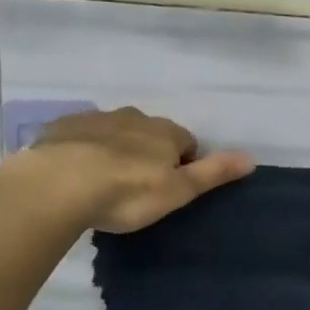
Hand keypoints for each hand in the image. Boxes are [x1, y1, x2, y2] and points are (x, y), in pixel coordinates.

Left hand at [21, 106, 253, 232]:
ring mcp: (96, 118)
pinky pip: (82, 136)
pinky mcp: (63, 127)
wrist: (58, 184)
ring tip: (104, 184)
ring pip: (116, 132)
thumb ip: (213, 174)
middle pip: (150, 134)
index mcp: (164, 132)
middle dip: (148, 154)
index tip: (169, 190)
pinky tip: (75, 175)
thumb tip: (251, 158)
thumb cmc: (127, 192)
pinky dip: (85, 150)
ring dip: (116, 150)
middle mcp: (133, 117)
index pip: (186, 142)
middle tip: (137, 189)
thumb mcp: (177, 191)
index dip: (182, 165)